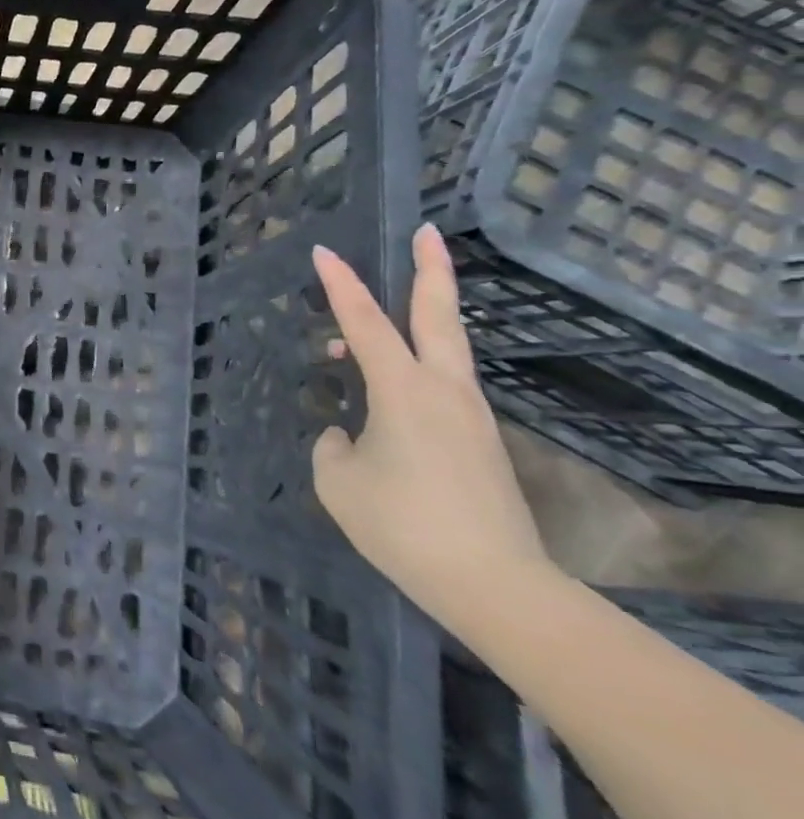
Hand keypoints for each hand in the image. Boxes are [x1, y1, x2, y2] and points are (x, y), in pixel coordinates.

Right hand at [311, 224, 552, 625]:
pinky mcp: (480, 442)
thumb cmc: (403, 525)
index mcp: (403, 391)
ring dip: (415, 323)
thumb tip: (349, 435)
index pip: (364, 323)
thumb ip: (334, 445)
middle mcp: (444, 391)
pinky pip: (442, 386)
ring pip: (445, 349)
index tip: (322, 250)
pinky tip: (389, 394)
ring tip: (366, 326)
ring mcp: (470, 416)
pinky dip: (415, 368)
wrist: (495, 586)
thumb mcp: (338, 481)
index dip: (340, 284)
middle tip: (427, 232)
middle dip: (431, 270)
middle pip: (438, 316)